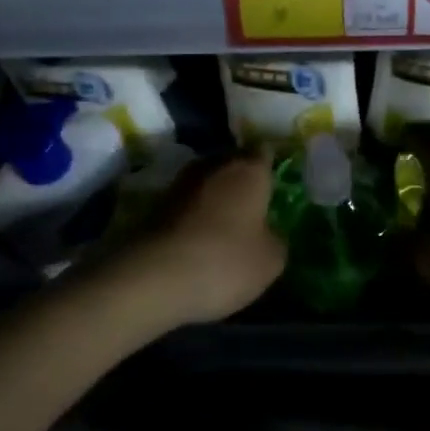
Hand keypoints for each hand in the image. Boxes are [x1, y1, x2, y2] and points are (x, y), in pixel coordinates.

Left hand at [116, 151, 286, 326]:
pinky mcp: (154, 206)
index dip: (270, 166)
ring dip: (215, 199)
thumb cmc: (225, 261)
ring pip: (206, 183)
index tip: (276, 182)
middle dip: (241, 181)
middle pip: (232, 164)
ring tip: (226, 225)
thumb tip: (268, 232)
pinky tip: (200, 239)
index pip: (264, 153)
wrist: (153, 277)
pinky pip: (186, 206)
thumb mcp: (270, 260)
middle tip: (254, 205)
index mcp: (248, 170)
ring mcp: (179, 183)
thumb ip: (275, 238)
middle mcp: (213, 166)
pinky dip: (194, 217)